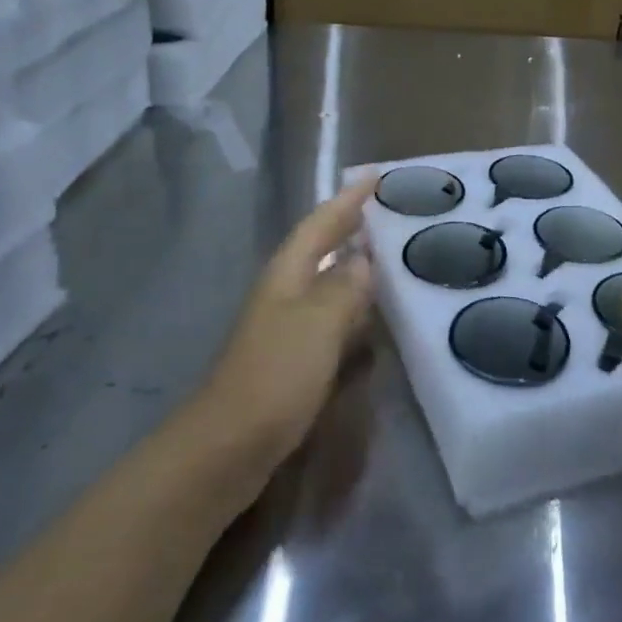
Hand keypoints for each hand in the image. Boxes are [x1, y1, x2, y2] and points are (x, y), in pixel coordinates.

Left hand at [198, 177, 377, 468]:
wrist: (229, 447)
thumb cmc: (276, 374)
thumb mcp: (318, 322)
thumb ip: (345, 286)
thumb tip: (363, 258)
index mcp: (288, 274)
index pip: (321, 223)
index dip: (348, 199)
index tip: (376, 174)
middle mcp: (285, 293)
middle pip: (321, 248)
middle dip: (350, 227)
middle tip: (389, 212)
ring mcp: (287, 327)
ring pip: (327, 283)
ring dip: (355, 267)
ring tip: (391, 256)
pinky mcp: (293, 360)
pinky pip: (331, 320)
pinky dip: (354, 309)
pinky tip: (373, 319)